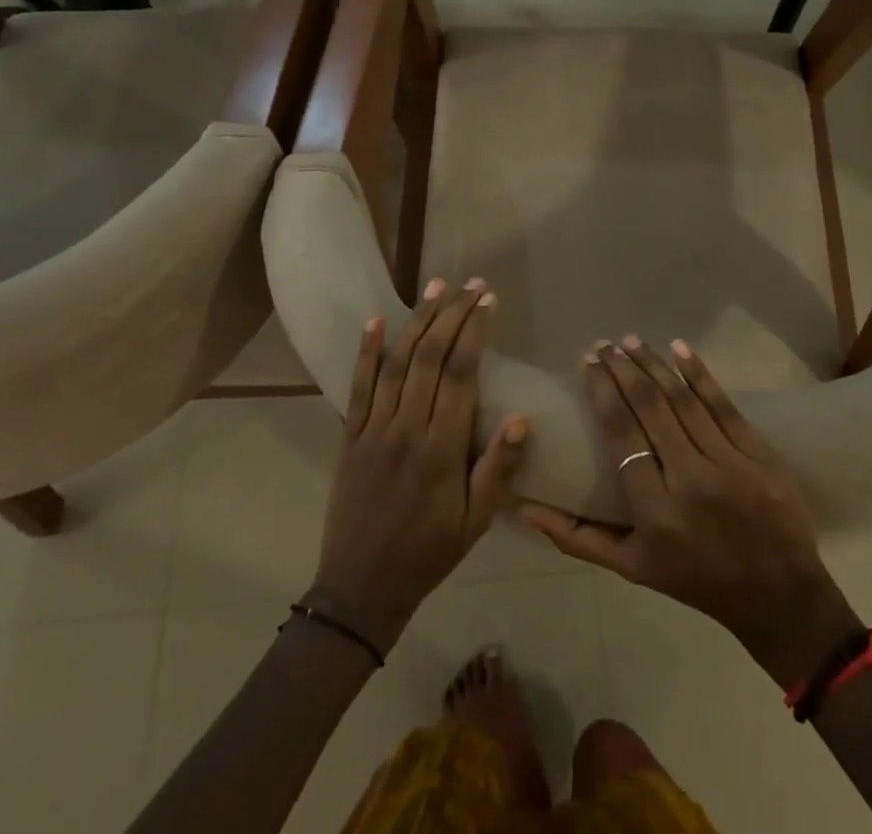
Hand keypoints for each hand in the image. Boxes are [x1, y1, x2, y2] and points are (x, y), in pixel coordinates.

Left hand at [308, 279, 527, 653]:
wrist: (361, 588)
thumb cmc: (429, 553)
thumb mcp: (475, 522)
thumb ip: (497, 469)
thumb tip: (521, 417)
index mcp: (441, 449)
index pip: (460, 374)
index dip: (474, 332)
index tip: (488, 301)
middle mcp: (406, 428)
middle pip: (429, 357)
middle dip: (451, 314)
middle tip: (470, 284)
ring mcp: (373, 429)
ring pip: (396, 362)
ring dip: (417, 320)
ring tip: (436, 286)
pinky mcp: (350, 434)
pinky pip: (358, 385)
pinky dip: (366, 350)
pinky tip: (376, 320)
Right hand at [523, 338, 861, 685]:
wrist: (780, 598)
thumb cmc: (696, 581)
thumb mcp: (632, 568)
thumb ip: (578, 537)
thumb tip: (526, 508)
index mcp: (655, 511)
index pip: (621, 434)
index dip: (602, 391)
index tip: (589, 363)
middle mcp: (690, 482)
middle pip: (650, 408)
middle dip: (623, 368)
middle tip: (604, 344)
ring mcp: (730, 466)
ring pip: (684, 400)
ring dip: (654, 364)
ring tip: (631, 341)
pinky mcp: (761, 456)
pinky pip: (725, 406)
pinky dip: (700, 374)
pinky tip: (679, 348)